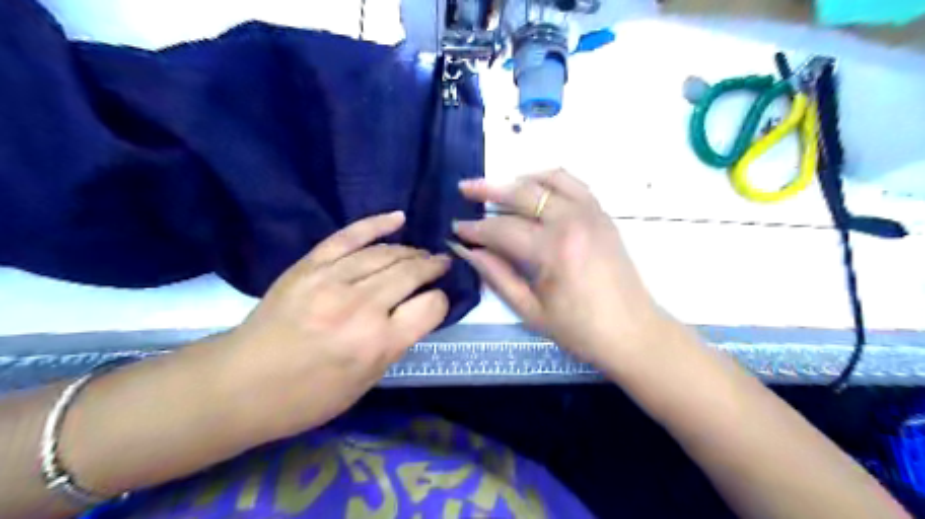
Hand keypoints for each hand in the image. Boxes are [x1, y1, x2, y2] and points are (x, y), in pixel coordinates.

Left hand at [217, 212, 448, 441]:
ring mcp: (333, 280)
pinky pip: (349, 236)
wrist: (241, 383)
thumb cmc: (308, 396)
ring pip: (386, 253)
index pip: (431, 306)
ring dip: (410, 251)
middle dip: (433, 267)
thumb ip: (395, 344)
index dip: (441, 301)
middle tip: (441, 265)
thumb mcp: (365, 382)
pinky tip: (398, 217)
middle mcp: (361, 306)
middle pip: (412, 272)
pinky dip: (376, 224)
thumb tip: (417, 312)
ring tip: (421, 254)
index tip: (436, 302)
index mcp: (378, 343)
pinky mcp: (310, 265)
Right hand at [452, 168, 668, 365]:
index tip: (455, 228)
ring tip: (499, 186)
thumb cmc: (580, 330)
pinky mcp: (603, 214)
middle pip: (523, 193)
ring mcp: (592, 213)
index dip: (475, 228)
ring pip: (549, 179)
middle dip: (489, 189)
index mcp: (553, 250)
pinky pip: (574, 183)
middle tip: (465, 188)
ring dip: (519, 179)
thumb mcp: (531, 311)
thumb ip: (497, 276)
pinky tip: (535, 187)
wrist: (633, 332)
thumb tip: (467, 251)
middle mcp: (572, 221)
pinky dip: (550, 179)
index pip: (502, 229)